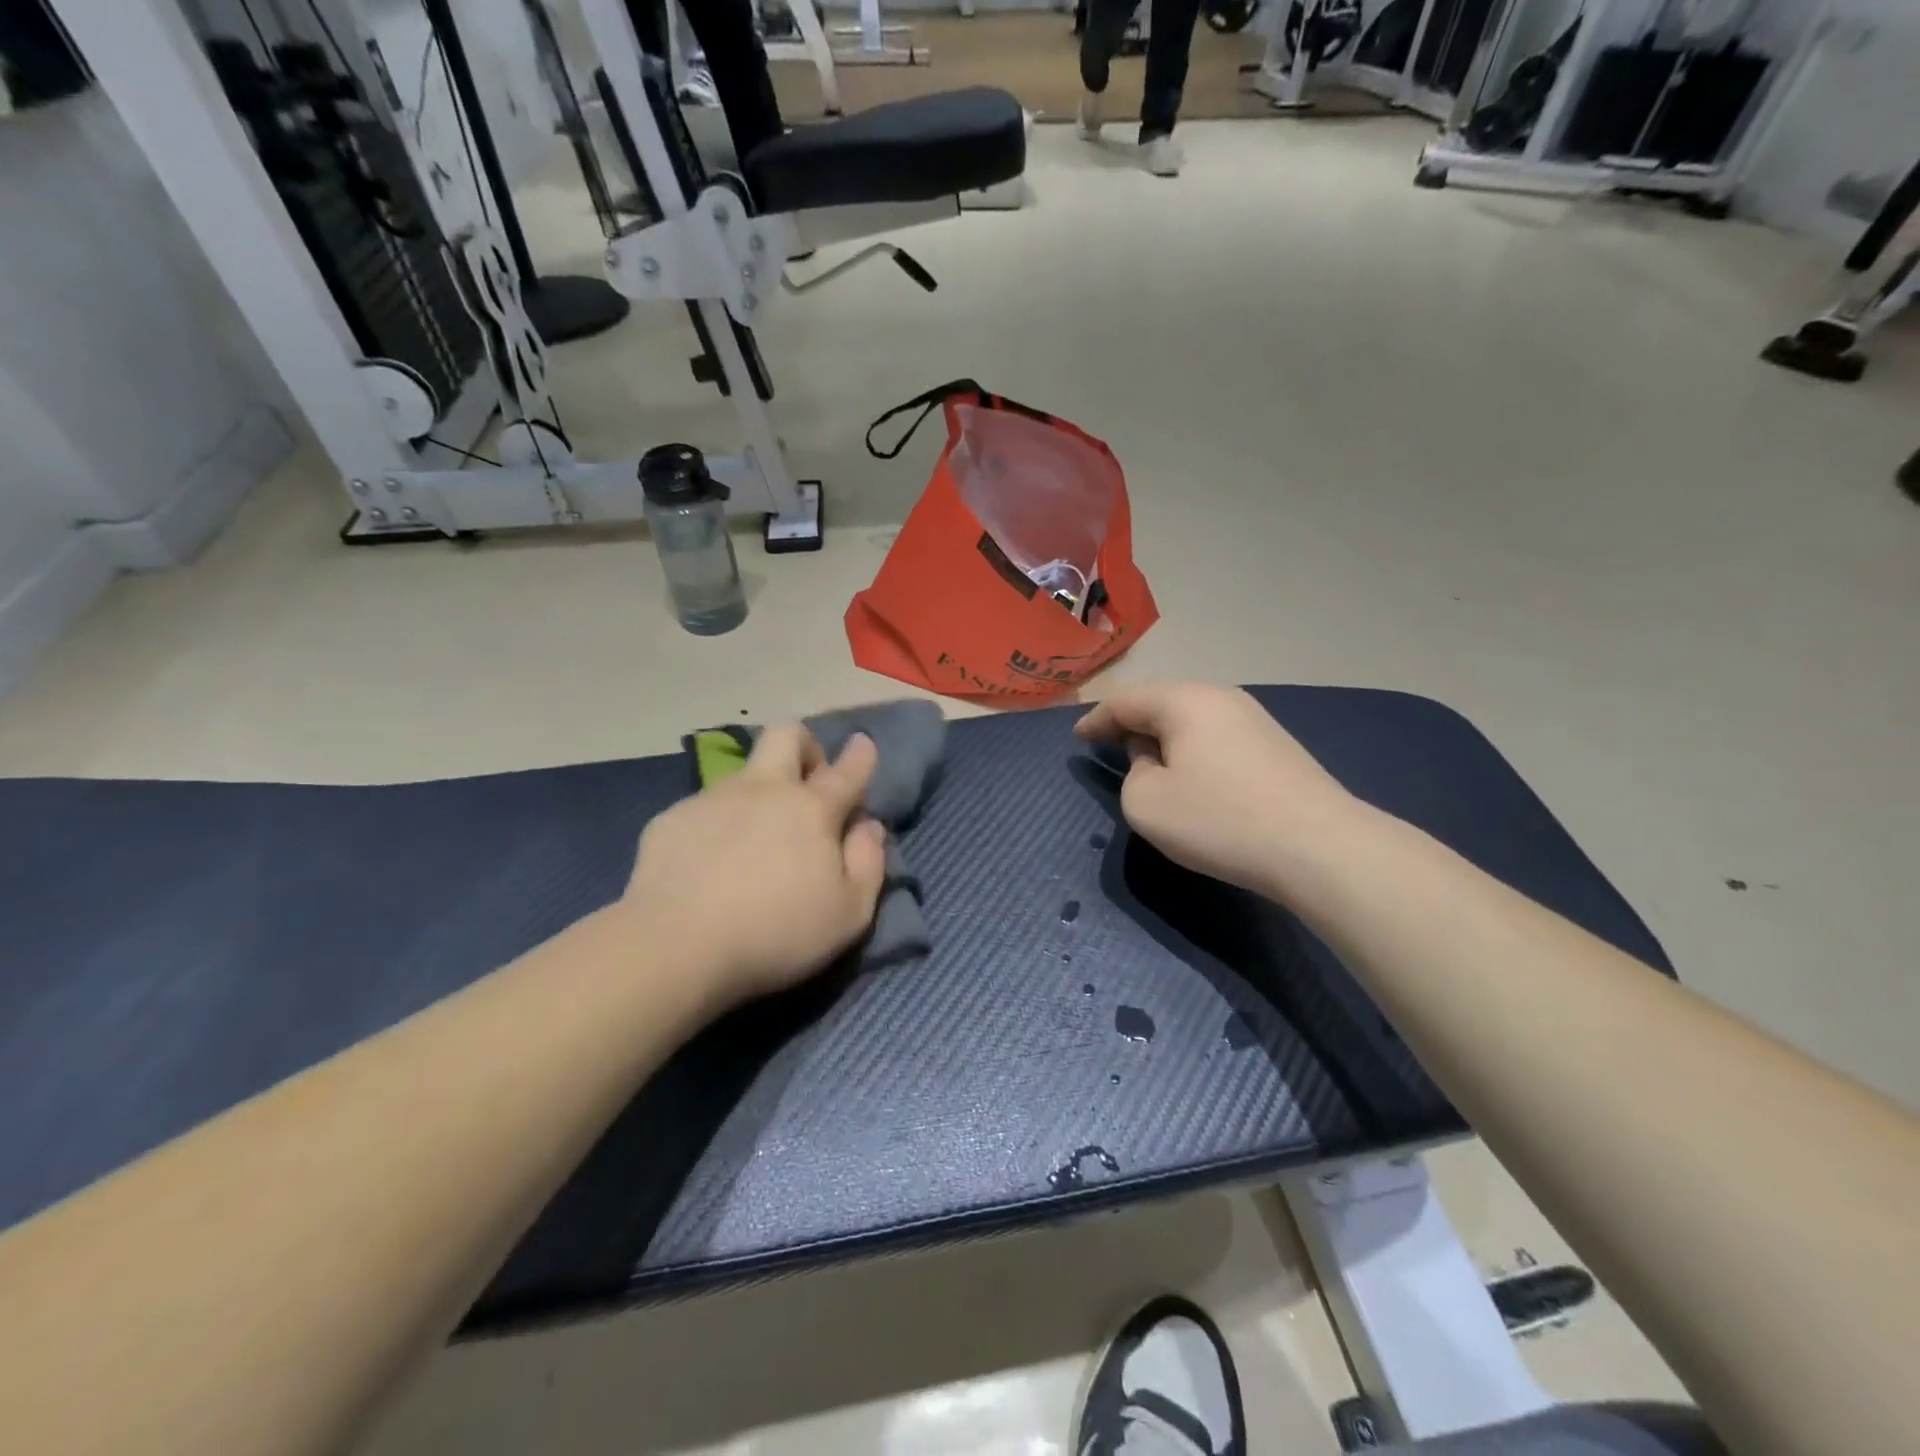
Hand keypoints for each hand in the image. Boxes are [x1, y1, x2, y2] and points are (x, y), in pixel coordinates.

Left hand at [623, 725, 888, 1007]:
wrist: (676, 946)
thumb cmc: (777, 932)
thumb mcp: (849, 913)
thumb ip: (869, 862)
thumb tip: (868, 827)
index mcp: (811, 808)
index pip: (847, 770)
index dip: (860, 755)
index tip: (863, 745)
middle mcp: (763, 789)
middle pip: (786, 734)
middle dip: (805, 745)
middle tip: (807, 783)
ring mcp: (712, 799)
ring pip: (743, 774)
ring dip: (758, 794)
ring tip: (752, 845)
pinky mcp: (670, 820)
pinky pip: (703, 809)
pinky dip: (717, 827)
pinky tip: (709, 867)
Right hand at [1075, 683, 1359, 894]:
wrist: (1318, 847)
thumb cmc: (1219, 820)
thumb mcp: (1146, 802)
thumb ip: (1132, 773)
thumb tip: (1153, 759)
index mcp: (1184, 701)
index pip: (1125, 701)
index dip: (1095, 719)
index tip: (1077, 738)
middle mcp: (1220, 697)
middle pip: (1161, 702)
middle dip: (1130, 723)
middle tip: (1107, 745)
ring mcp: (1254, 719)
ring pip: (1191, 719)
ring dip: (1163, 736)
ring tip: (1145, 760)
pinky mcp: (1275, 746)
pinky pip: (1216, 737)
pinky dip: (1192, 749)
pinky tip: (1191, 774)